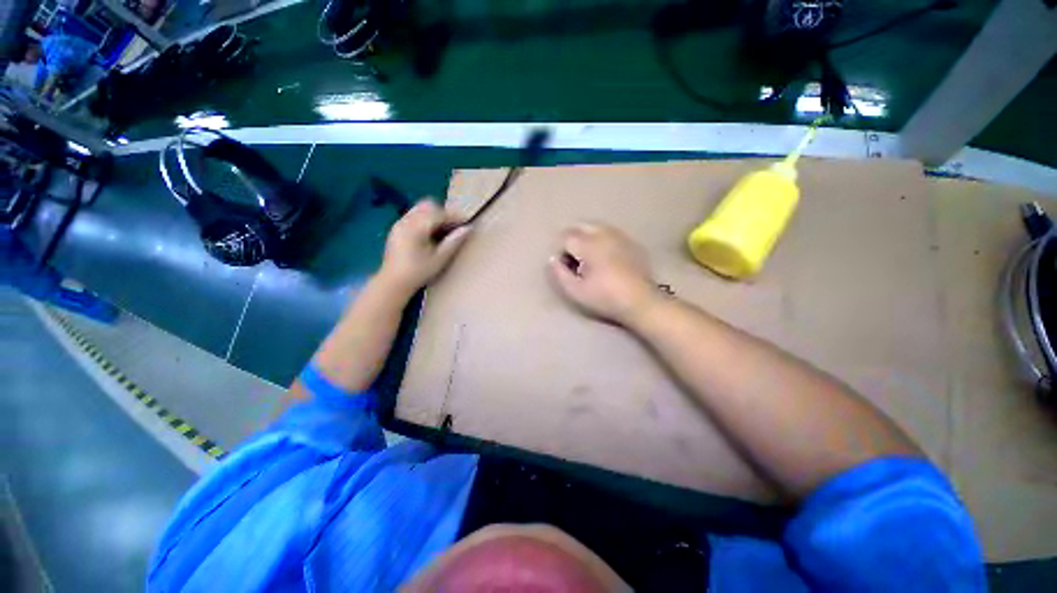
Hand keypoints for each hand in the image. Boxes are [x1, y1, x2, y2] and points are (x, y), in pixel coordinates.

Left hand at [379, 200, 471, 294]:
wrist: (393, 282)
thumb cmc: (418, 272)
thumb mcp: (440, 259)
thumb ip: (454, 242)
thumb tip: (468, 229)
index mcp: (417, 227)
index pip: (439, 213)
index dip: (455, 216)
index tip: (467, 223)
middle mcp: (406, 220)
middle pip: (428, 205)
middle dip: (444, 213)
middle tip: (455, 226)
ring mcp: (400, 223)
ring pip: (420, 209)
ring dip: (434, 216)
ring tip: (444, 231)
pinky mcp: (397, 229)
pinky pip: (414, 216)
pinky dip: (425, 220)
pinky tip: (431, 235)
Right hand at [549, 223, 658, 325]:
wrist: (641, 301)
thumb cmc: (605, 297)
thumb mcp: (576, 291)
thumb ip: (560, 273)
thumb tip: (552, 259)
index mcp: (589, 245)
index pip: (566, 237)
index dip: (561, 251)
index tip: (564, 265)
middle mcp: (604, 234)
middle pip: (581, 225)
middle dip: (572, 237)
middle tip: (572, 256)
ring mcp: (620, 236)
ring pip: (597, 226)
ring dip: (587, 236)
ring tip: (587, 255)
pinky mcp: (631, 242)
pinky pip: (611, 233)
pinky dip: (602, 239)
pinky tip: (605, 255)